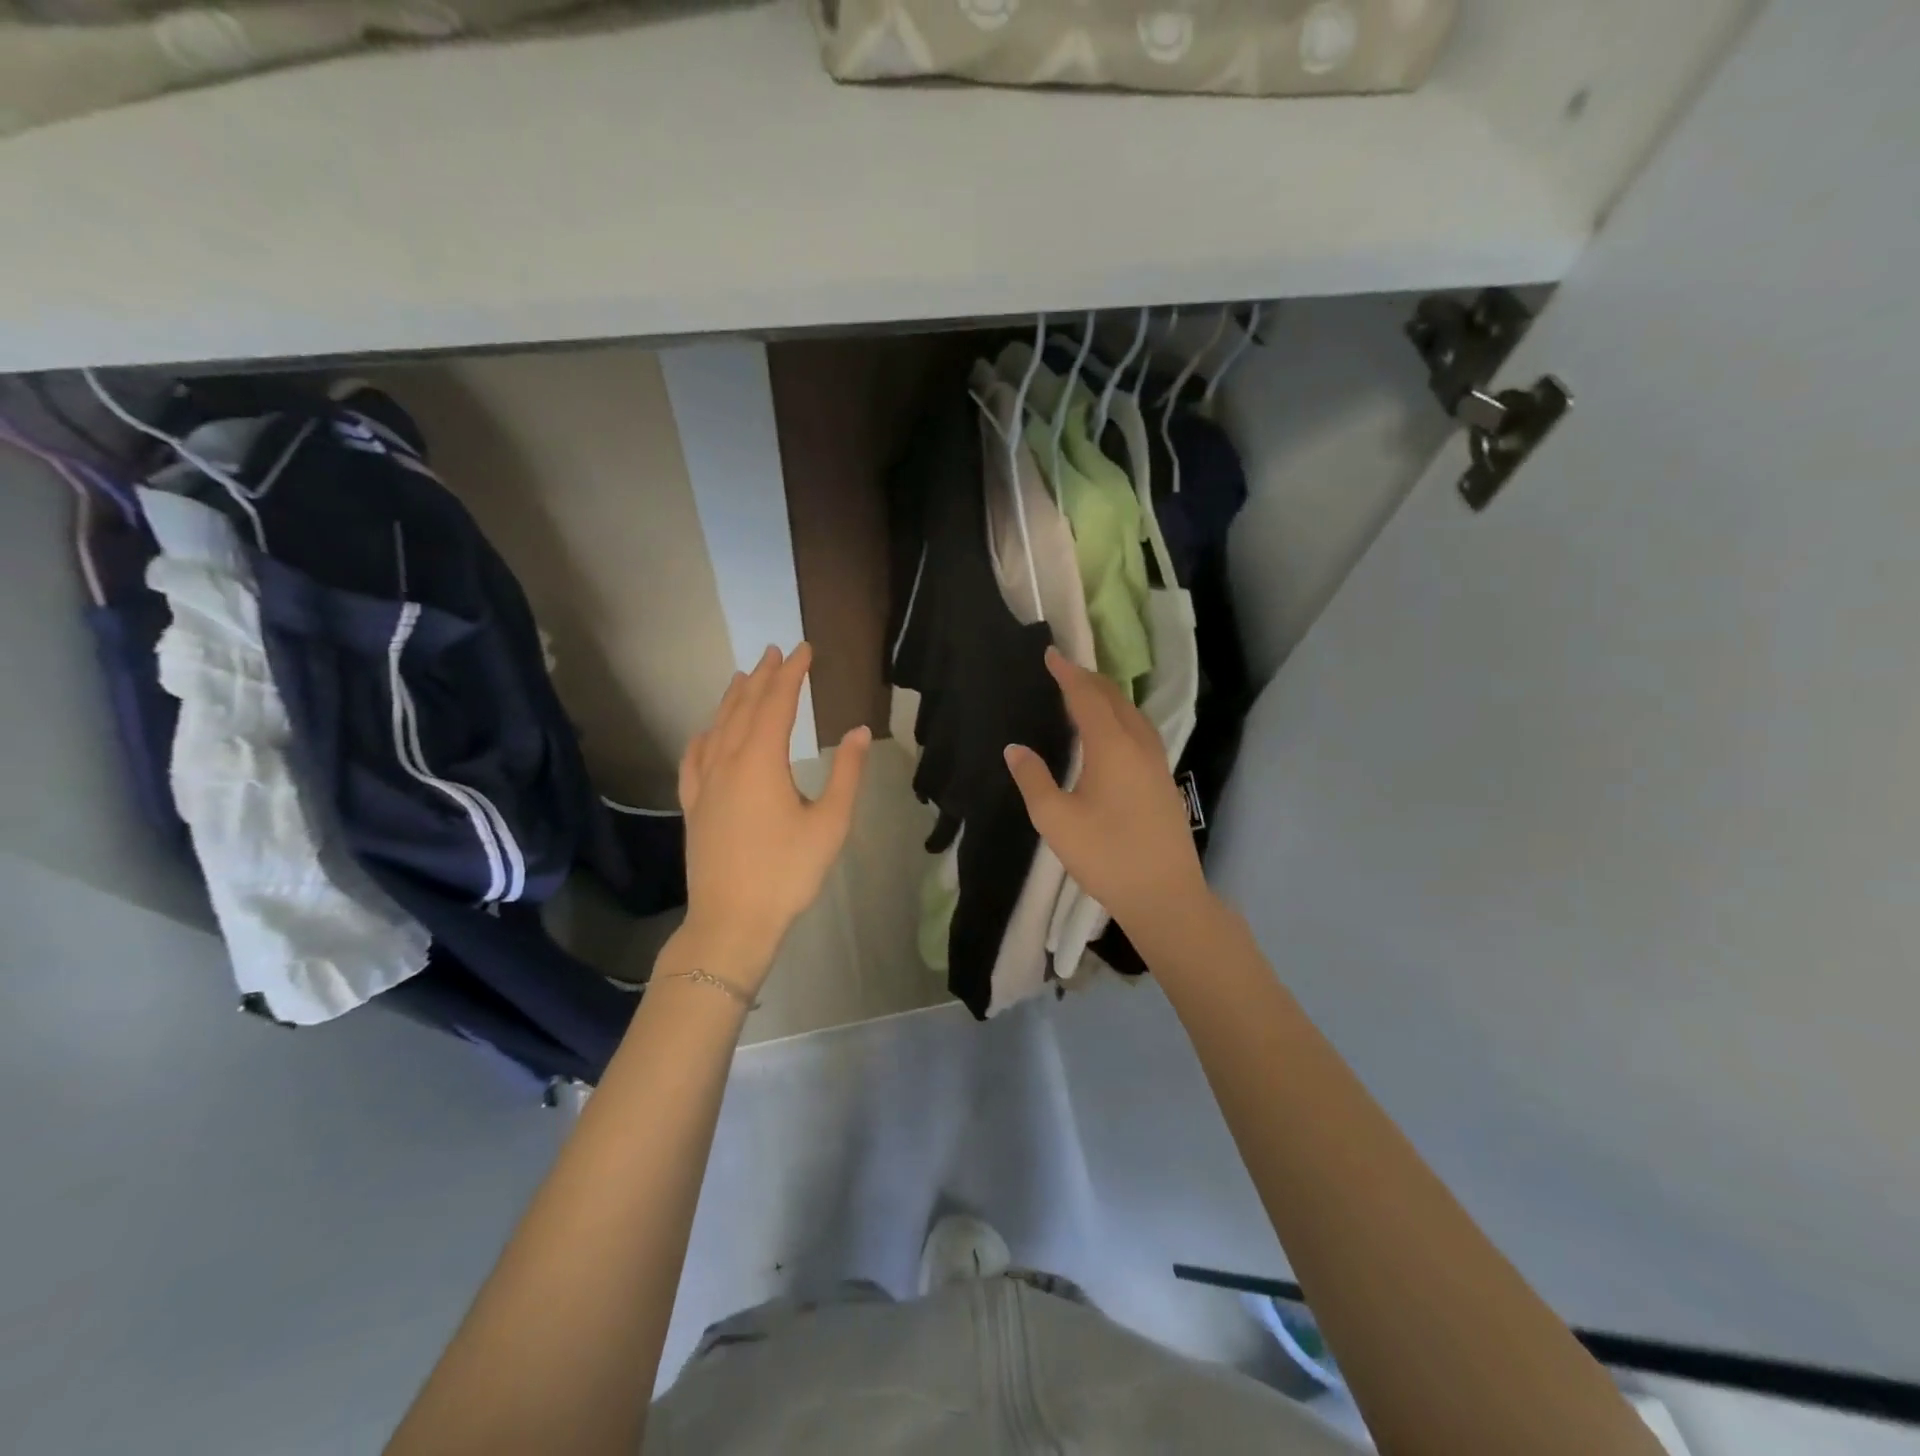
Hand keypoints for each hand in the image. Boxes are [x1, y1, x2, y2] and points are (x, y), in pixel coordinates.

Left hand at [676, 643, 870, 988]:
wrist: (731, 921)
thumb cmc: (787, 872)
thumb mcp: (830, 823)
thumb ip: (845, 773)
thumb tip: (858, 731)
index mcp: (761, 761)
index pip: (777, 703)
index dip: (792, 673)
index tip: (804, 649)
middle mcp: (727, 762)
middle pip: (744, 708)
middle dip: (763, 677)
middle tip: (776, 651)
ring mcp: (704, 784)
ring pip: (717, 728)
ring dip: (733, 699)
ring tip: (744, 676)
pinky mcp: (693, 806)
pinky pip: (694, 758)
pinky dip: (703, 736)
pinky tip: (705, 732)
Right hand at [1004, 647, 1209, 941]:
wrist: (1166, 895)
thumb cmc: (1106, 856)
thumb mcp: (1056, 820)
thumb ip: (1033, 779)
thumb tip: (1015, 748)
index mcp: (1112, 746)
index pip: (1086, 696)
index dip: (1067, 673)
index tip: (1051, 653)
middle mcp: (1139, 745)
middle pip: (1115, 699)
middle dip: (1089, 679)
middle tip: (1064, 669)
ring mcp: (1157, 762)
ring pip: (1133, 714)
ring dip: (1108, 697)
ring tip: (1085, 695)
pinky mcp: (1164, 781)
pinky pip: (1141, 732)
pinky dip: (1121, 718)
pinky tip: (1112, 734)